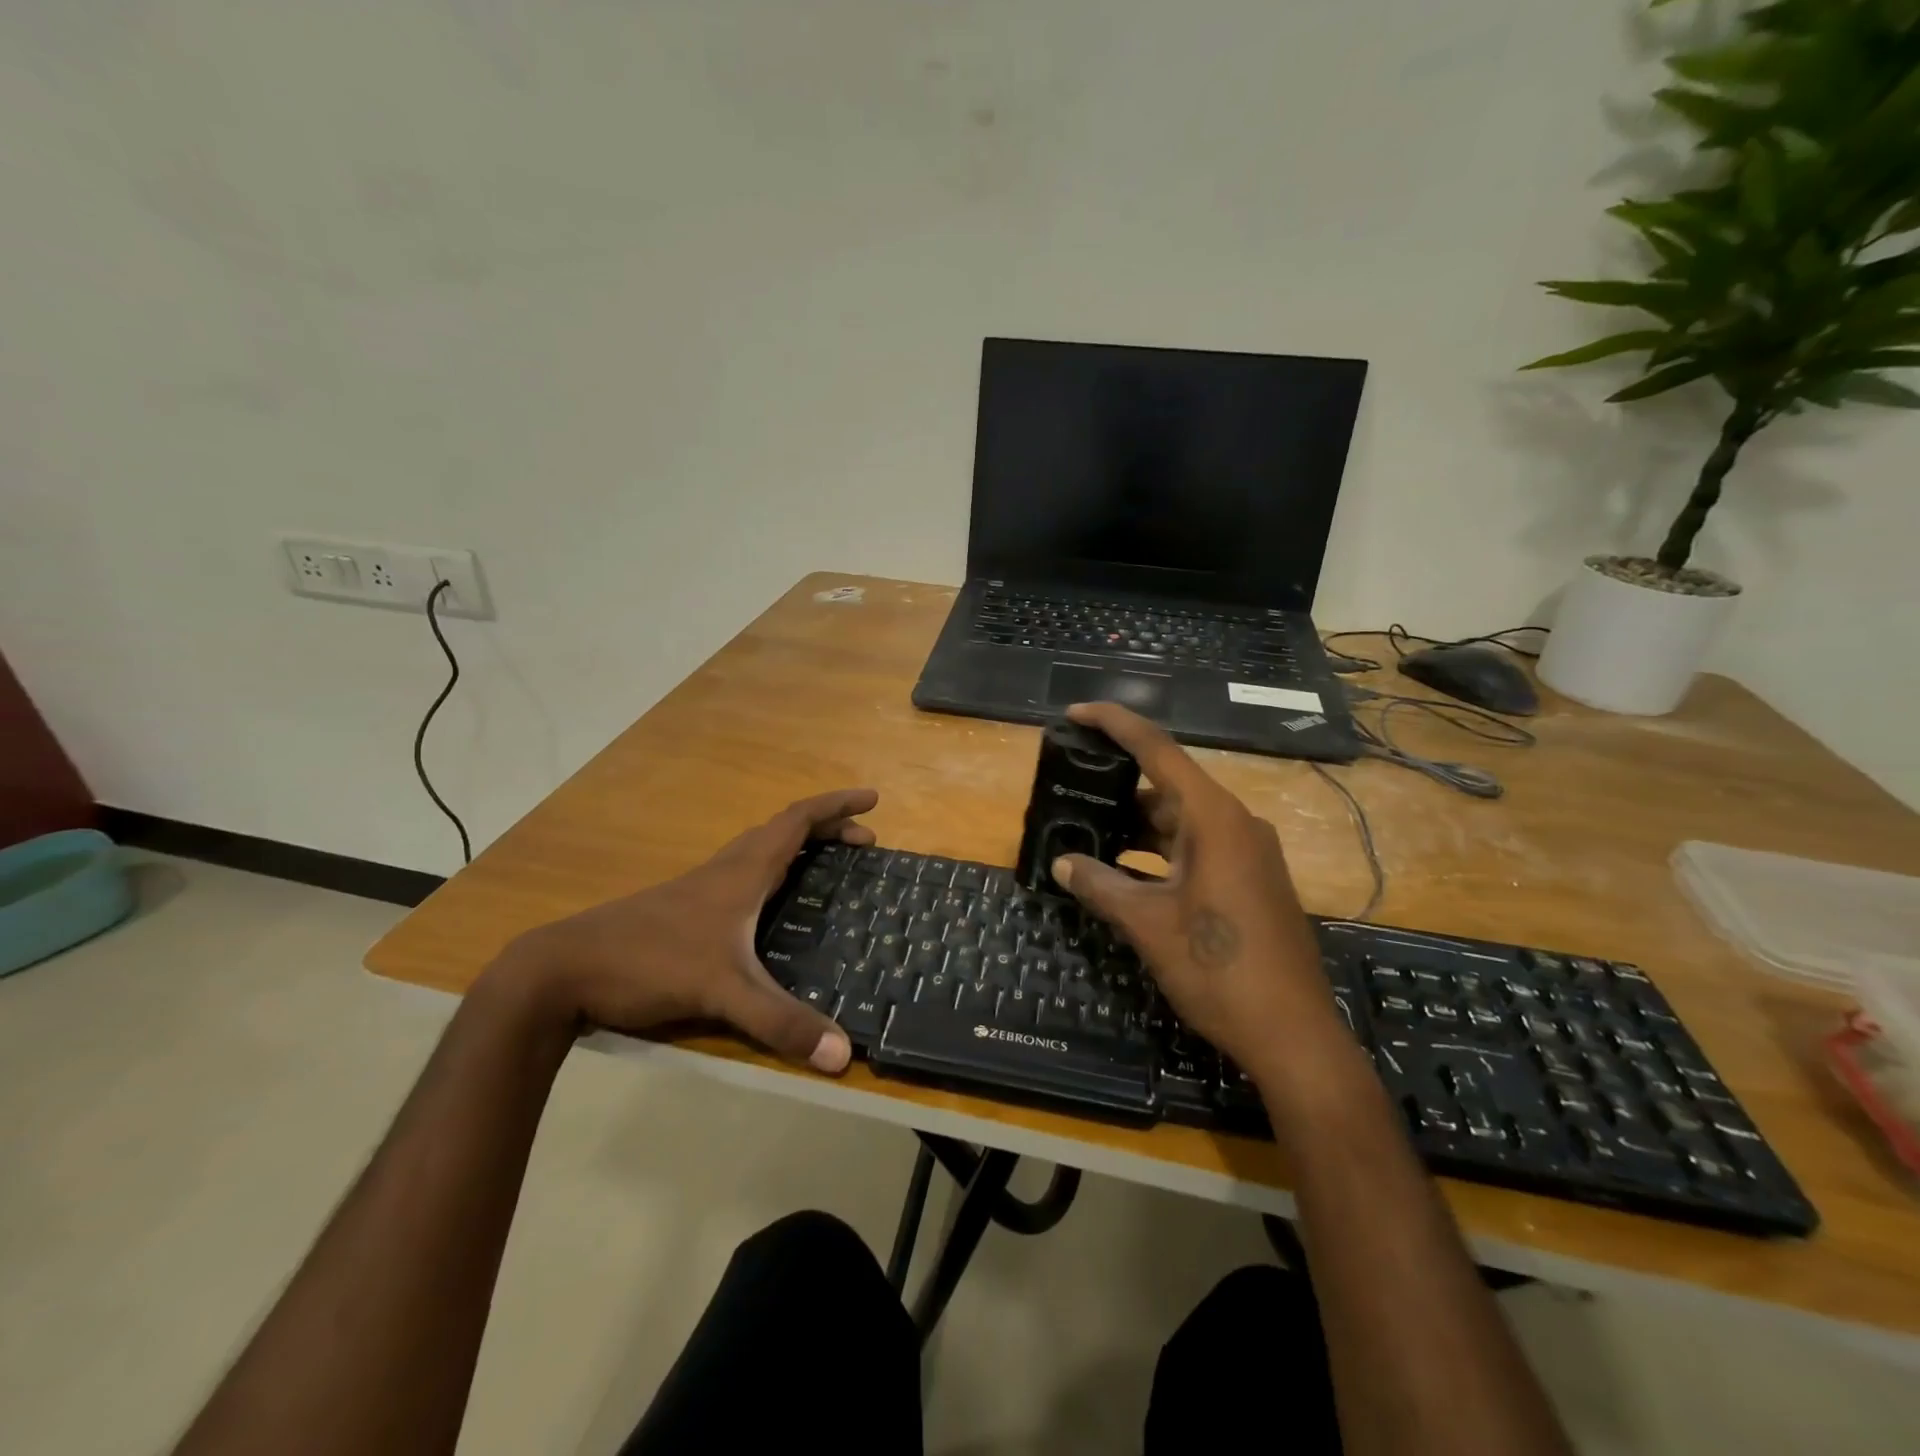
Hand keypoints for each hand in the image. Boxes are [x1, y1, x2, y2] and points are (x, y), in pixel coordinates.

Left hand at [500, 789, 878, 1072]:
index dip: (837, 805)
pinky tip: (769, 906)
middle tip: (863, 841)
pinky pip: (743, 872)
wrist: (562, 970)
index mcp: (742, 872)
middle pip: (783, 830)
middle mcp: (725, 870)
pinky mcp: (683, 909)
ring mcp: (700, 888)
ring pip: (760, 849)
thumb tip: (845, 1056)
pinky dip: (773, 870)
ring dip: (799, 845)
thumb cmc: (649, 962)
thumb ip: (780, 1022)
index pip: (798, 821)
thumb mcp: (722, 992)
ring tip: (826, 863)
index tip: (873, 798)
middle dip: (828, 827)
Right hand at [1048, 703, 1330, 1077]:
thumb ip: (1100, 885)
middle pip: (1167, 785)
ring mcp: (1247, 853)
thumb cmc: (1219, 969)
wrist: (1294, 1035)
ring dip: (1136, 825)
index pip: (1157, 750)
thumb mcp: (1148, 924)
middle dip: (1117, 786)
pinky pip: (1196, 848)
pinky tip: (1124, 869)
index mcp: (1214, 818)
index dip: (1114, 725)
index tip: (1076, 713)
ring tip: (1087, 830)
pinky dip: (1158, 851)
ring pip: (1180, 821)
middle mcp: (1235, 824)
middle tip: (1071, 786)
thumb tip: (1061, 863)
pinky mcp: (1250, 881)